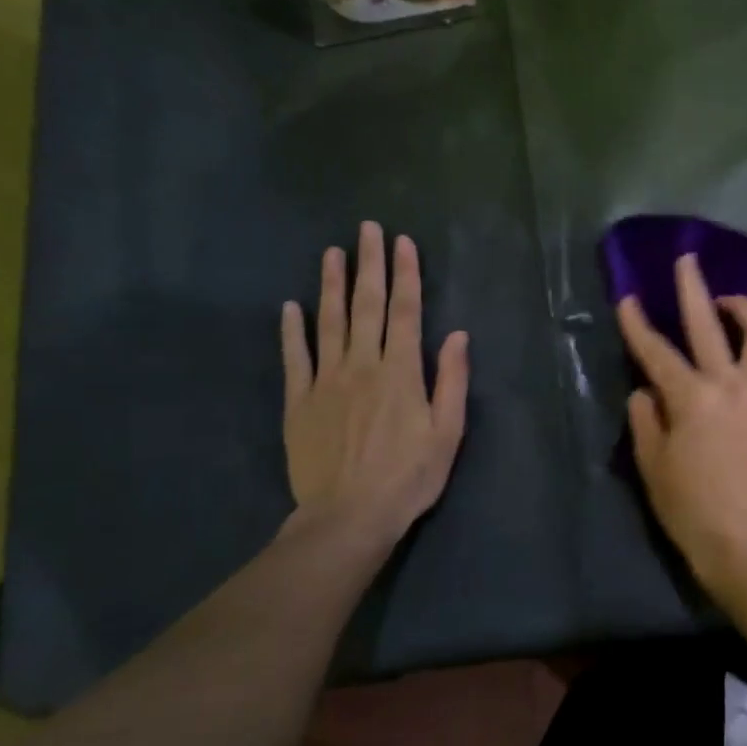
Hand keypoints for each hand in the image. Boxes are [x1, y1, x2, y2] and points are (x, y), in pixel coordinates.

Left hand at [281, 222, 468, 560]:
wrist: (349, 516)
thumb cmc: (410, 477)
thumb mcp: (448, 433)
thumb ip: (451, 381)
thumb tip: (456, 335)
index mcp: (401, 372)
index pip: (405, 312)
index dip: (406, 275)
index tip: (403, 242)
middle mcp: (362, 366)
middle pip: (366, 306)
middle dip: (369, 265)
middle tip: (367, 229)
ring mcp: (325, 382)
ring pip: (328, 323)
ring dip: (331, 285)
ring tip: (332, 252)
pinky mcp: (298, 402)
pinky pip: (294, 358)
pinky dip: (291, 330)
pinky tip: (290, 307)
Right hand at [617, 253, 746, 591]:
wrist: (742, 539)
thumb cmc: (688, 506)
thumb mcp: (651, 463)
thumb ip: (646, 418)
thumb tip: (647, 390)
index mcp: (690, 398)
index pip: (656, 351)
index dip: (638, 323)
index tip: (628, 298)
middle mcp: (729, 385)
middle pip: (708, 324)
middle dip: (693, 287)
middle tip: (687, 260)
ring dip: (745, 311)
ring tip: (730, 304)